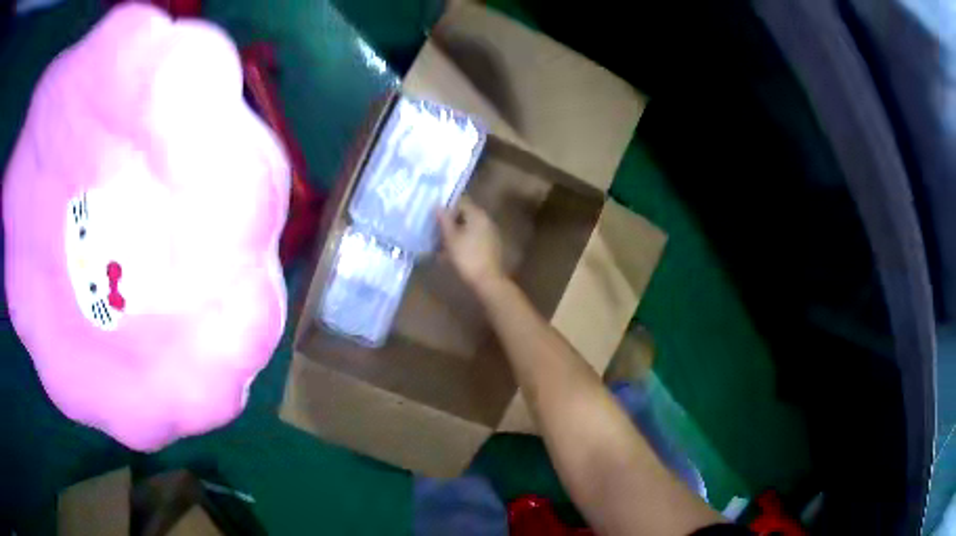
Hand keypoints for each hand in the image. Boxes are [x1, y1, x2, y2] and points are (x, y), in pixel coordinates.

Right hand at [437, 197, 506, 294]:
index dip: (447, 207)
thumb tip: (438, 206)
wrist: (487, 280)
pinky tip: (453, 253)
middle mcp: (486, 220)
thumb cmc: (466, 257)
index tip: (435, 216)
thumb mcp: (451, 238)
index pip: (461, 201)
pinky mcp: (491, 246)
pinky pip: (474, 238)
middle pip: (465, 215)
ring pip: (469, 228)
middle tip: (436, 230)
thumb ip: (444, 220)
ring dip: (456, 233)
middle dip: (450, 222)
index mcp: (477, 215)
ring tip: (441, 244)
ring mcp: (490, 233)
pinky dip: (464, 242)